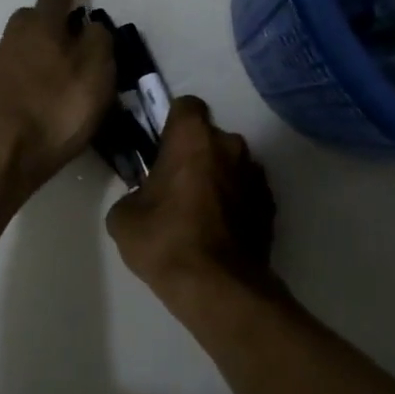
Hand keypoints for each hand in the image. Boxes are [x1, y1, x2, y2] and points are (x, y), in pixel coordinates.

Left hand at [0, 0, 116, 192]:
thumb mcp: (96, 70)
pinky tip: (49, 89)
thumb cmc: (57, 107)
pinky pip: (20, 70)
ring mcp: (0, 67)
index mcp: (42, 26)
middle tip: (72, 23)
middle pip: (32, 17)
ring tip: (66, 62)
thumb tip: (90, 26)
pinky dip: (35, 71)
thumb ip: (98, 41)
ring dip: (43, 45)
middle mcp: (15, 39)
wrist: (5, 152)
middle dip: (50, 15)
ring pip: (24, 44)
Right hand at [106, 96, 277, 301]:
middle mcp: (231, 145)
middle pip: (210, 137)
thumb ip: (132, 193)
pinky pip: (247, 192)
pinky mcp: (270, 205)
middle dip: (195, 154)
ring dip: (217, 178)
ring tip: (199, 213)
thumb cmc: (165, 240)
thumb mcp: (123, 217)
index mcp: (193, 138)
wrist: (217, 288)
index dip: (172, 123)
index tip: (161, 146)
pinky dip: (235, 203)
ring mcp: (255, 175)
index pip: (186, 106)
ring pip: (231, 165)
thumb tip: (142, 199)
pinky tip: (219, 231)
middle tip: (174, 185)